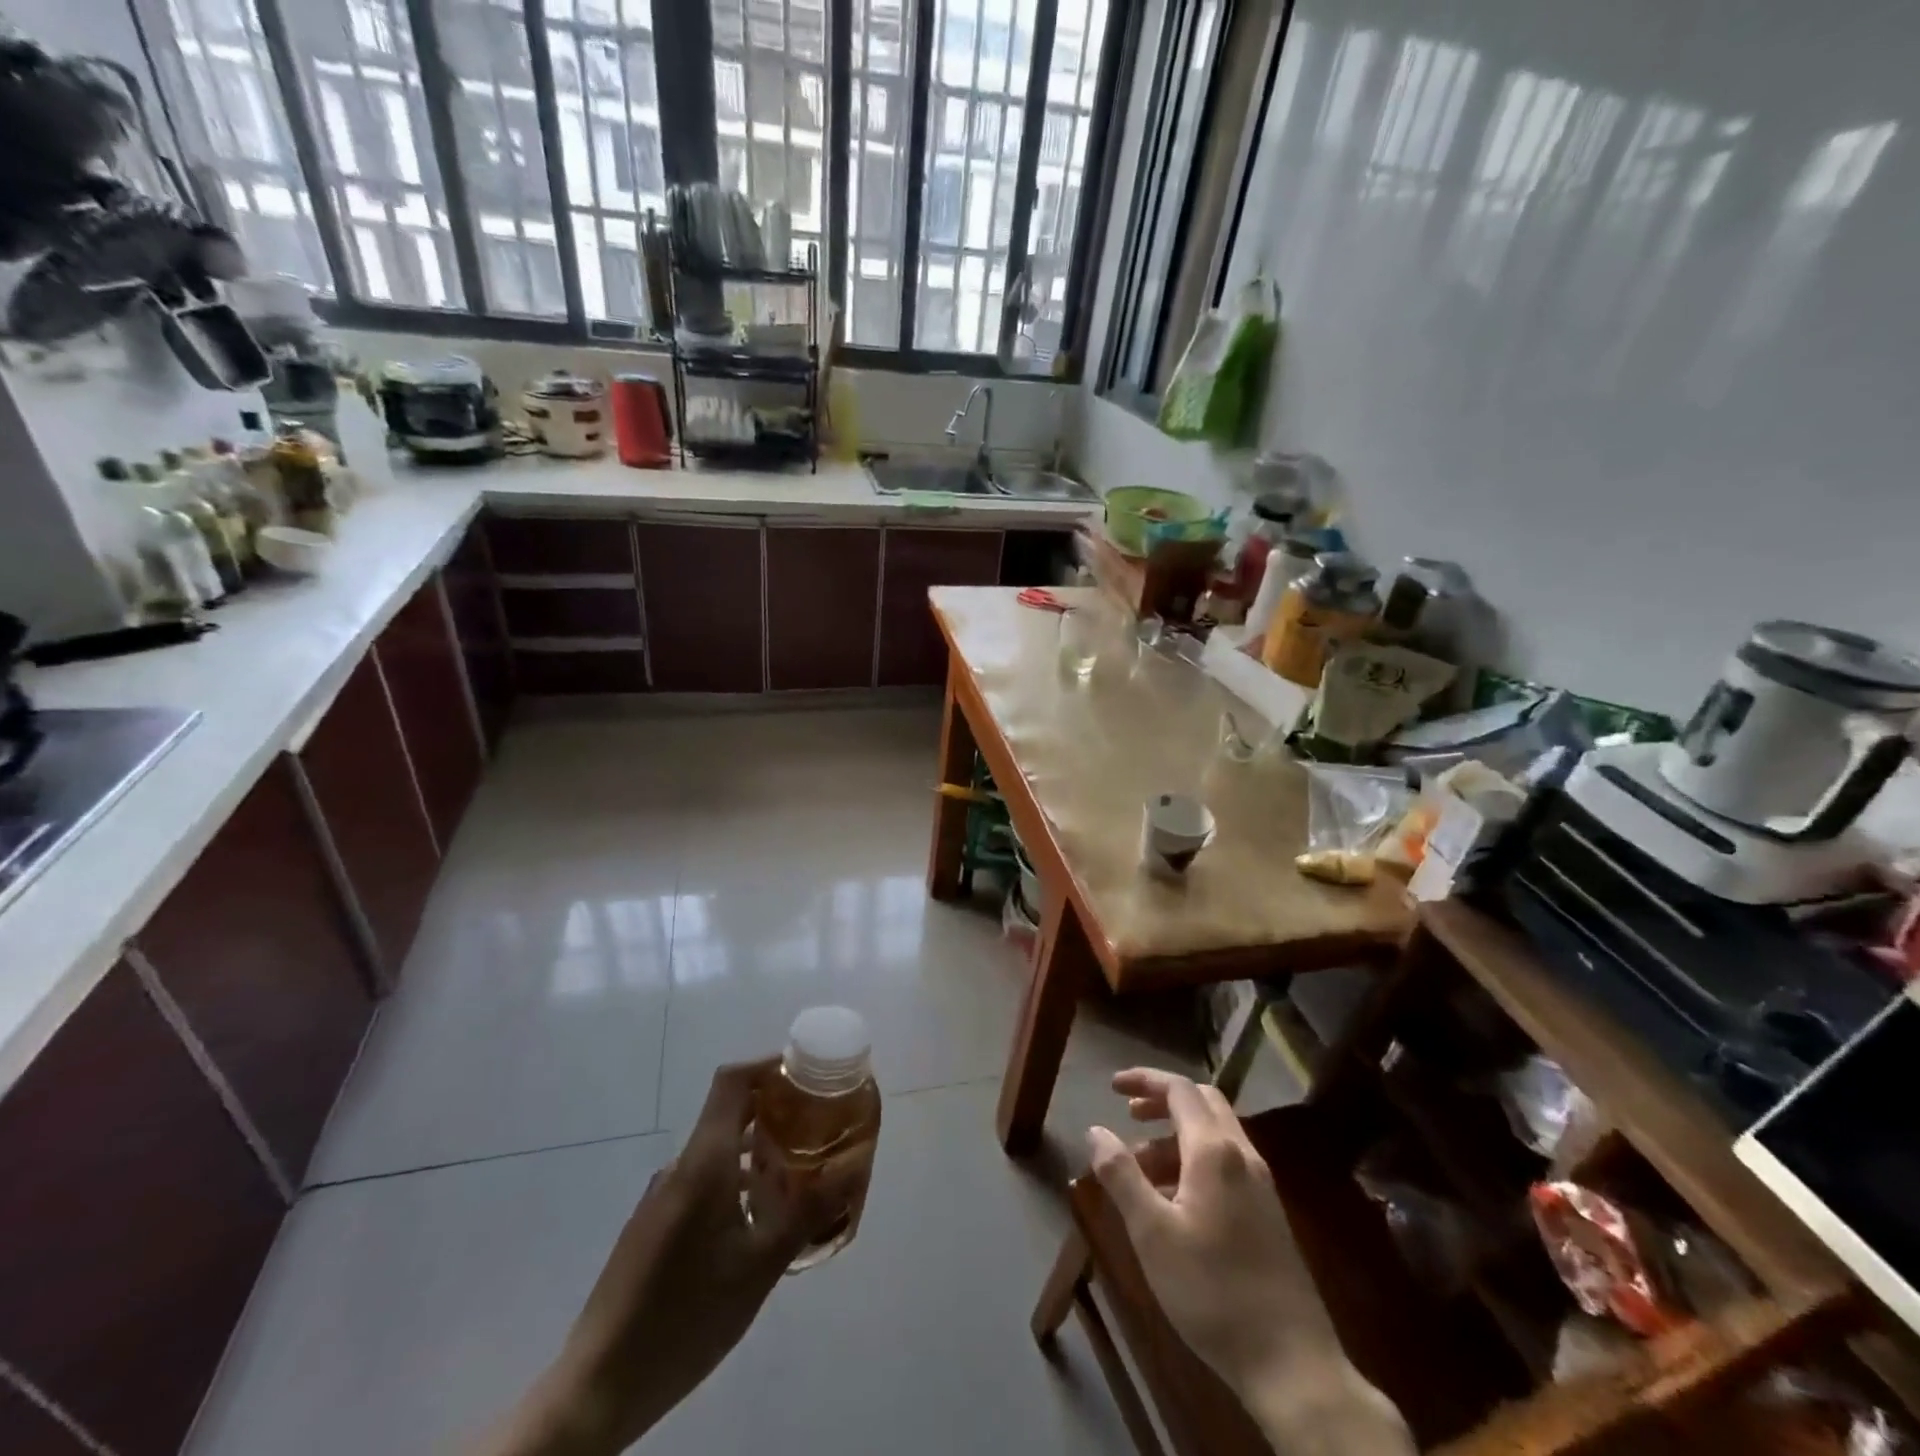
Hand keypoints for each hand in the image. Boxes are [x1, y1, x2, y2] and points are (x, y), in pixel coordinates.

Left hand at [477, 1058, 856, 1455]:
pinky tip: (759, 1224)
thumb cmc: (687, 1315)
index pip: (732, 1081)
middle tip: (819, 1129)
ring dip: (758, 1152)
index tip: (808, 1076)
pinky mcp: (654, 1225)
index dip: (769, 1066)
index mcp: (703, 1161)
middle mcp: (680, 1167)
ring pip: (718, 1152)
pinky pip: (703, 1182)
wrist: (598, 1388)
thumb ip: (809, 1210)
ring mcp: (662, 1197)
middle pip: (730, 1113)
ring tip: (799, 1179)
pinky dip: (737, 1182)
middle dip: (776, 1112)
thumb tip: (854, 1167)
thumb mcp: (760, 1265)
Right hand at [1088, 1070, 1412, 1454]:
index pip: (1179, 1089)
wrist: (1293, 1364)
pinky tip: (1175, 1201)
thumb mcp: (1152, 1233)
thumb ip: (1121, 1175)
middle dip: (1163, 1101)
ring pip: (1216, 1134)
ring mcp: (1261, 1185)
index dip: (1144, 1080)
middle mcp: (1243, 1155)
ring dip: (1176, 1136)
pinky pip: (1227, 1163)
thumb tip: (1096, 1130)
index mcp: (1214, 1151)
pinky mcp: (1269, 1213)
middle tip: (1129, 1115)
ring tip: (1141, 1169)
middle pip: (1203, 1102)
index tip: (1112, 1087)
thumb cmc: (1212, 1291)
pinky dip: (1195, 1160)